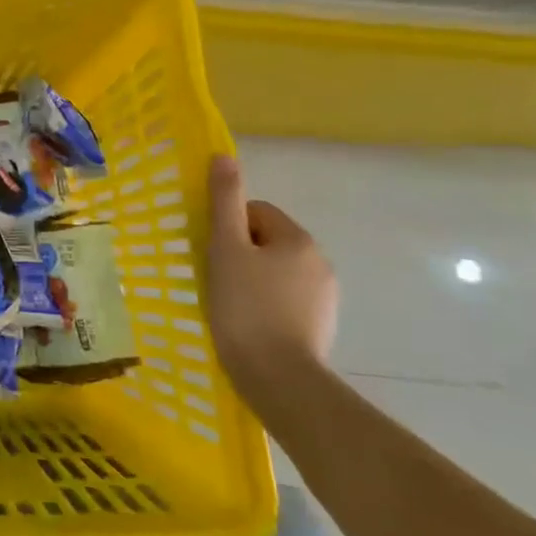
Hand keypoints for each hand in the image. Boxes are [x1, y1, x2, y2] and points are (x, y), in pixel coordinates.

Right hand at [205, 155, 337, 409]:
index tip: (211, 255)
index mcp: (298, 240)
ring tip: (229, 306)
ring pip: (275, 272)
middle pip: (266, 242)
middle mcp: (319, 263)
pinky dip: (265, 306)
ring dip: (251, 281)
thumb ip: (224, 201)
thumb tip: (223, 156)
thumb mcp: (226, 249)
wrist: (279, 379)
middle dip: (239, 255)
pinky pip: (284, 300)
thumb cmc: (246, 308)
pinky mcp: (320, 327)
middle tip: (215, 280)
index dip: (227, 229)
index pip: (255, 213)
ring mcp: (324, 298)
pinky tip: (248, 325)